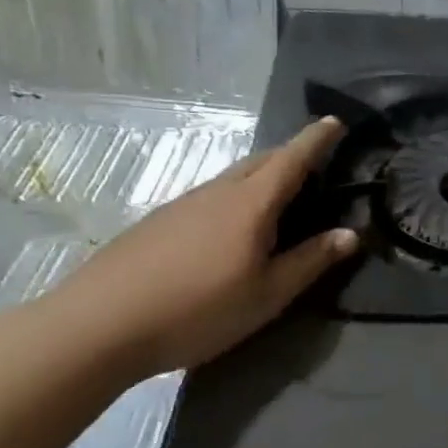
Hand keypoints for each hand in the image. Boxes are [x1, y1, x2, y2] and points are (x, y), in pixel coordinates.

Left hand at [48, 118, 357, 377]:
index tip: (335, 121)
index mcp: (250, 204)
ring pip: (232, 179)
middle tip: (316, 165)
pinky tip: (232, 229)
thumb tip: (351, 234)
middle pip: (261, 161)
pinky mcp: (157, 224)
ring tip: (280, 199)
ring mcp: (181, 206)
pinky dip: (235, 198)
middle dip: (291, 155)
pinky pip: (210, 197)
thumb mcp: (268, 294)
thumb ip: (311, 261)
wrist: (96, 327)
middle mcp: (216, 193)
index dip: (316, 139)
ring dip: (262, 177)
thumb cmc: (198, 309)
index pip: (292, 159)